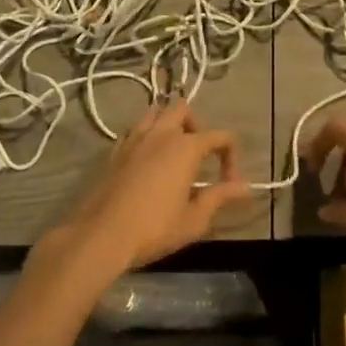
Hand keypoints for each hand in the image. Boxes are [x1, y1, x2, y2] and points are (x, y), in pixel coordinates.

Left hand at [41, 101, 248, 278]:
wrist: (100, 236)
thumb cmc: (154, 228)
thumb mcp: (194, 219)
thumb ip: (220, 197)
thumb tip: (245, 187)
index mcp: (186, 147)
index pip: (220, 136)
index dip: (231, 156)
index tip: (229, 183)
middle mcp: (161, 134)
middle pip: (183, 109)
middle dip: (197, 125)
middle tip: (199, 154)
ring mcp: (134, 139)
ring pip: (155, 113)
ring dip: (169, 125)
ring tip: (173, 153)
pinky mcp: (114, 151)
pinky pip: (135, 131)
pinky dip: (147, 137)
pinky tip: (147, 162)